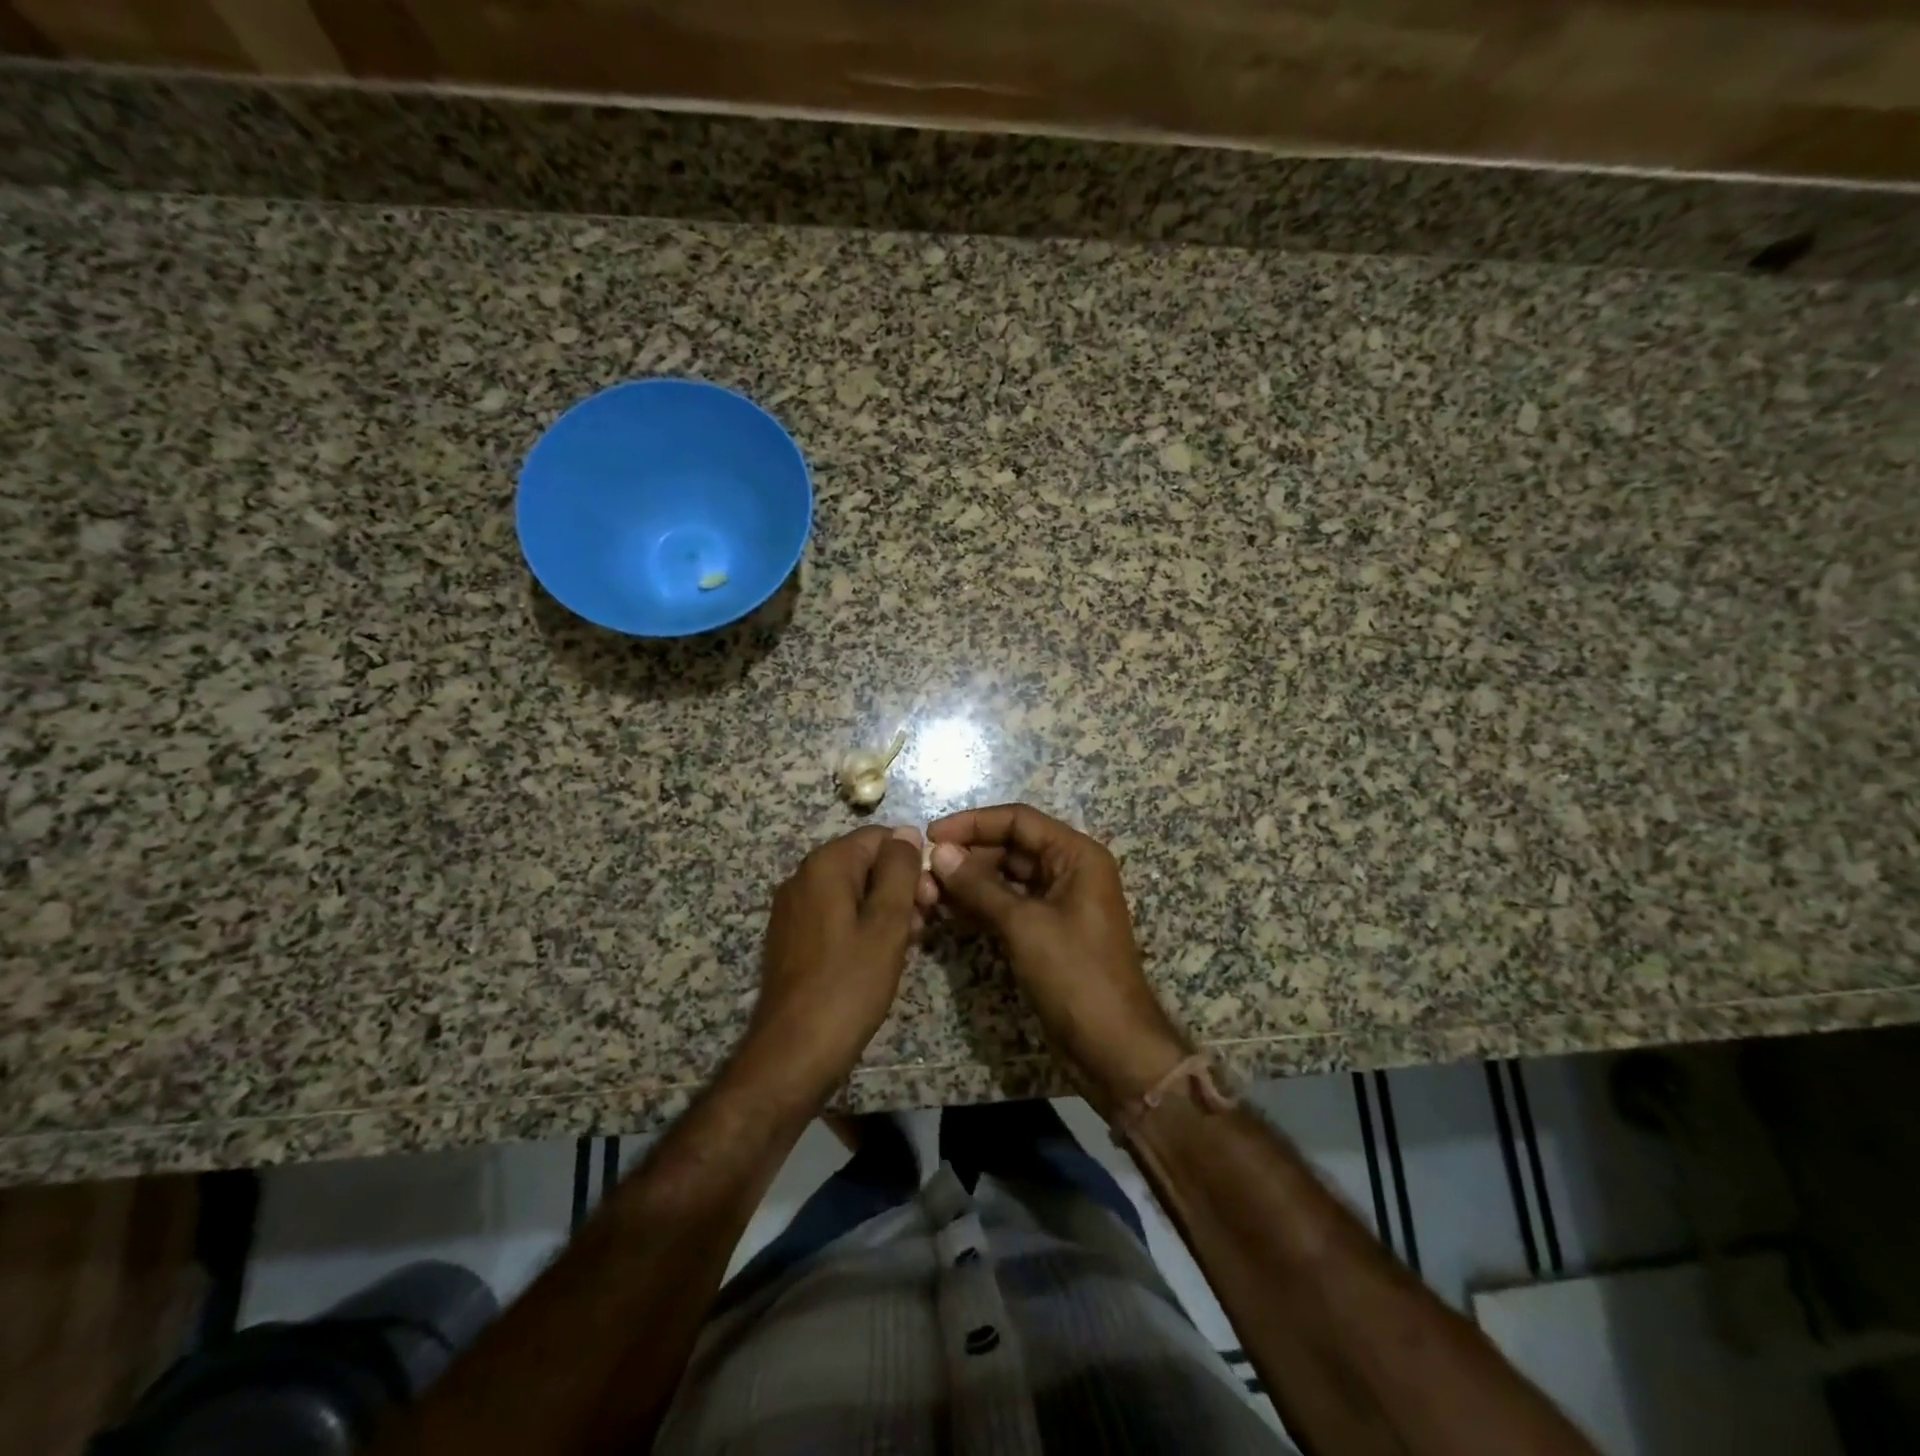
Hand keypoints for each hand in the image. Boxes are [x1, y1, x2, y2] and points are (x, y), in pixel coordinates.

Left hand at [741, 825, 930, 1104]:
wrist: (793, 1053)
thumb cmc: (848, 985)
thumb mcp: (886, 924)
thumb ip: (899, 871)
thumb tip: (906, 831)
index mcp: (825, 865)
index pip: (879, 838)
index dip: (911, 863)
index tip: (930, 900)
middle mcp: (803, 877)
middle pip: (865, 863)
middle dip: (900, 888)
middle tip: (923, 926)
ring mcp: (794, 908)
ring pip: (853, 891)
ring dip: (885, 910)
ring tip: (906, 946)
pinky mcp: (793, 936)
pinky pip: (836, 914)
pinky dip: (862, 926)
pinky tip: (879, 957)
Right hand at [927, 804, 1192, 1115]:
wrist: (1112, 1047)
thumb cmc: (1075, 975)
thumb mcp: (1024, 925)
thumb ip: (979, 886)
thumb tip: (940, 853)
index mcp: (1076, 856)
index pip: (1019, 820)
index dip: (973, 823)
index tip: (931, 835)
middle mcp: (1069, 871)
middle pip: (1011, 847)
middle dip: (968, 856)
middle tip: (924, 870)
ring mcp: (1058, 902)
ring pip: (1007, 877)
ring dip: (970, 882)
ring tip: (927, 890)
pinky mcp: (1047, 931)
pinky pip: (1009, 905)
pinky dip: (981, 906)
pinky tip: (947, 911)